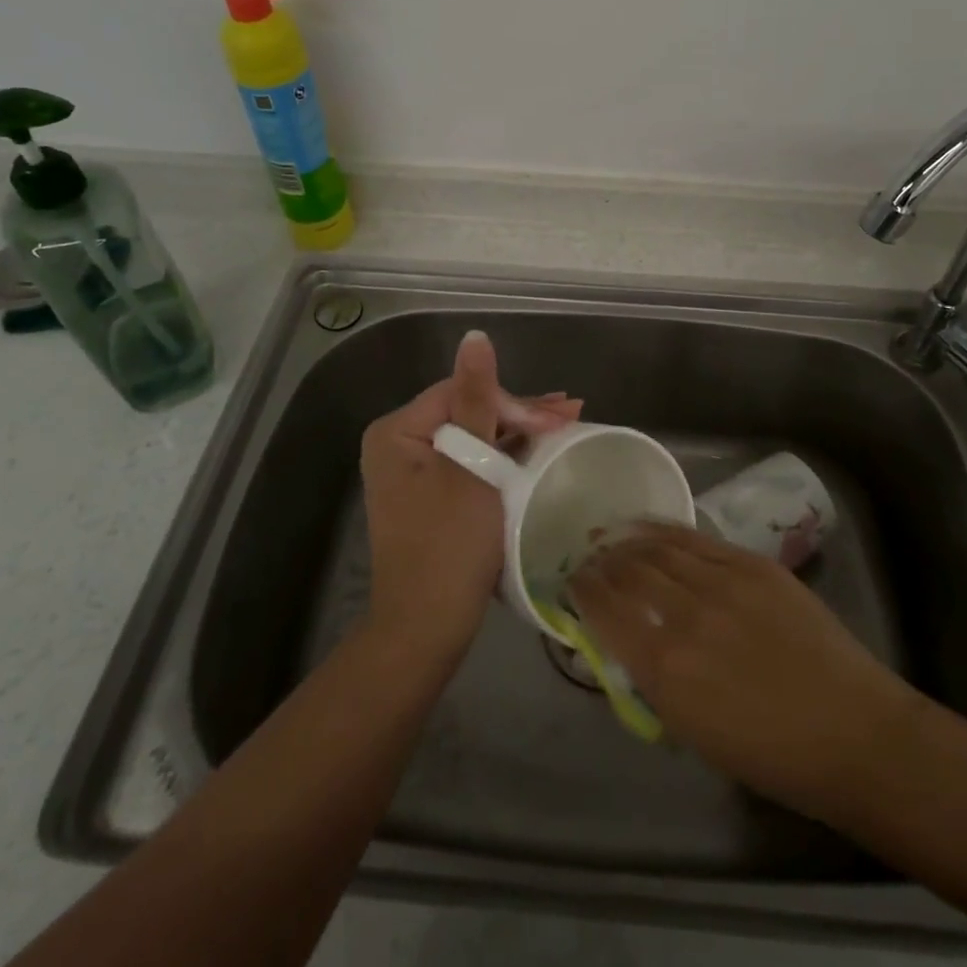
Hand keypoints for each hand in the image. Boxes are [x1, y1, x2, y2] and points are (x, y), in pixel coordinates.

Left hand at [359, 330, 581, 660]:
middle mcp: (399, 445)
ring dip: (516, 434)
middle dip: (518, 416)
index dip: (511, 402)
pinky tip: (535, 451)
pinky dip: (502, 459)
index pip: (462, 393)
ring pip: (472, 437)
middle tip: (570, 416)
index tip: (557, 420)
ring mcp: (414, 472)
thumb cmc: (448, 546)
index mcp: (397, 431)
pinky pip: (469, 462)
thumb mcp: (469, 467)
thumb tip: (475, 337)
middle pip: (467, 412)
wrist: (426, 629)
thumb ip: (476, 400)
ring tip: (562, 426)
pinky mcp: (431, 496)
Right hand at [567, 522, 922, 823]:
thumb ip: (650, 678)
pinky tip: (648, 527)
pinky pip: (696, 538)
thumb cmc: (770, 754)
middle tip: (591, 559)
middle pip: (628, 571)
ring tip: (612, 538)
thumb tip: (624, 639)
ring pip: (659, 548)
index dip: (582, 590)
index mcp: (663, 667)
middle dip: (602, 563)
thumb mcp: (691, 729)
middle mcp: (684, 615)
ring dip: (628, 542)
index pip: (604, 610)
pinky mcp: (752, 564)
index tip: (573, 582)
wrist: (851, 733)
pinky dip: (664, 530)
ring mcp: (722, 582)